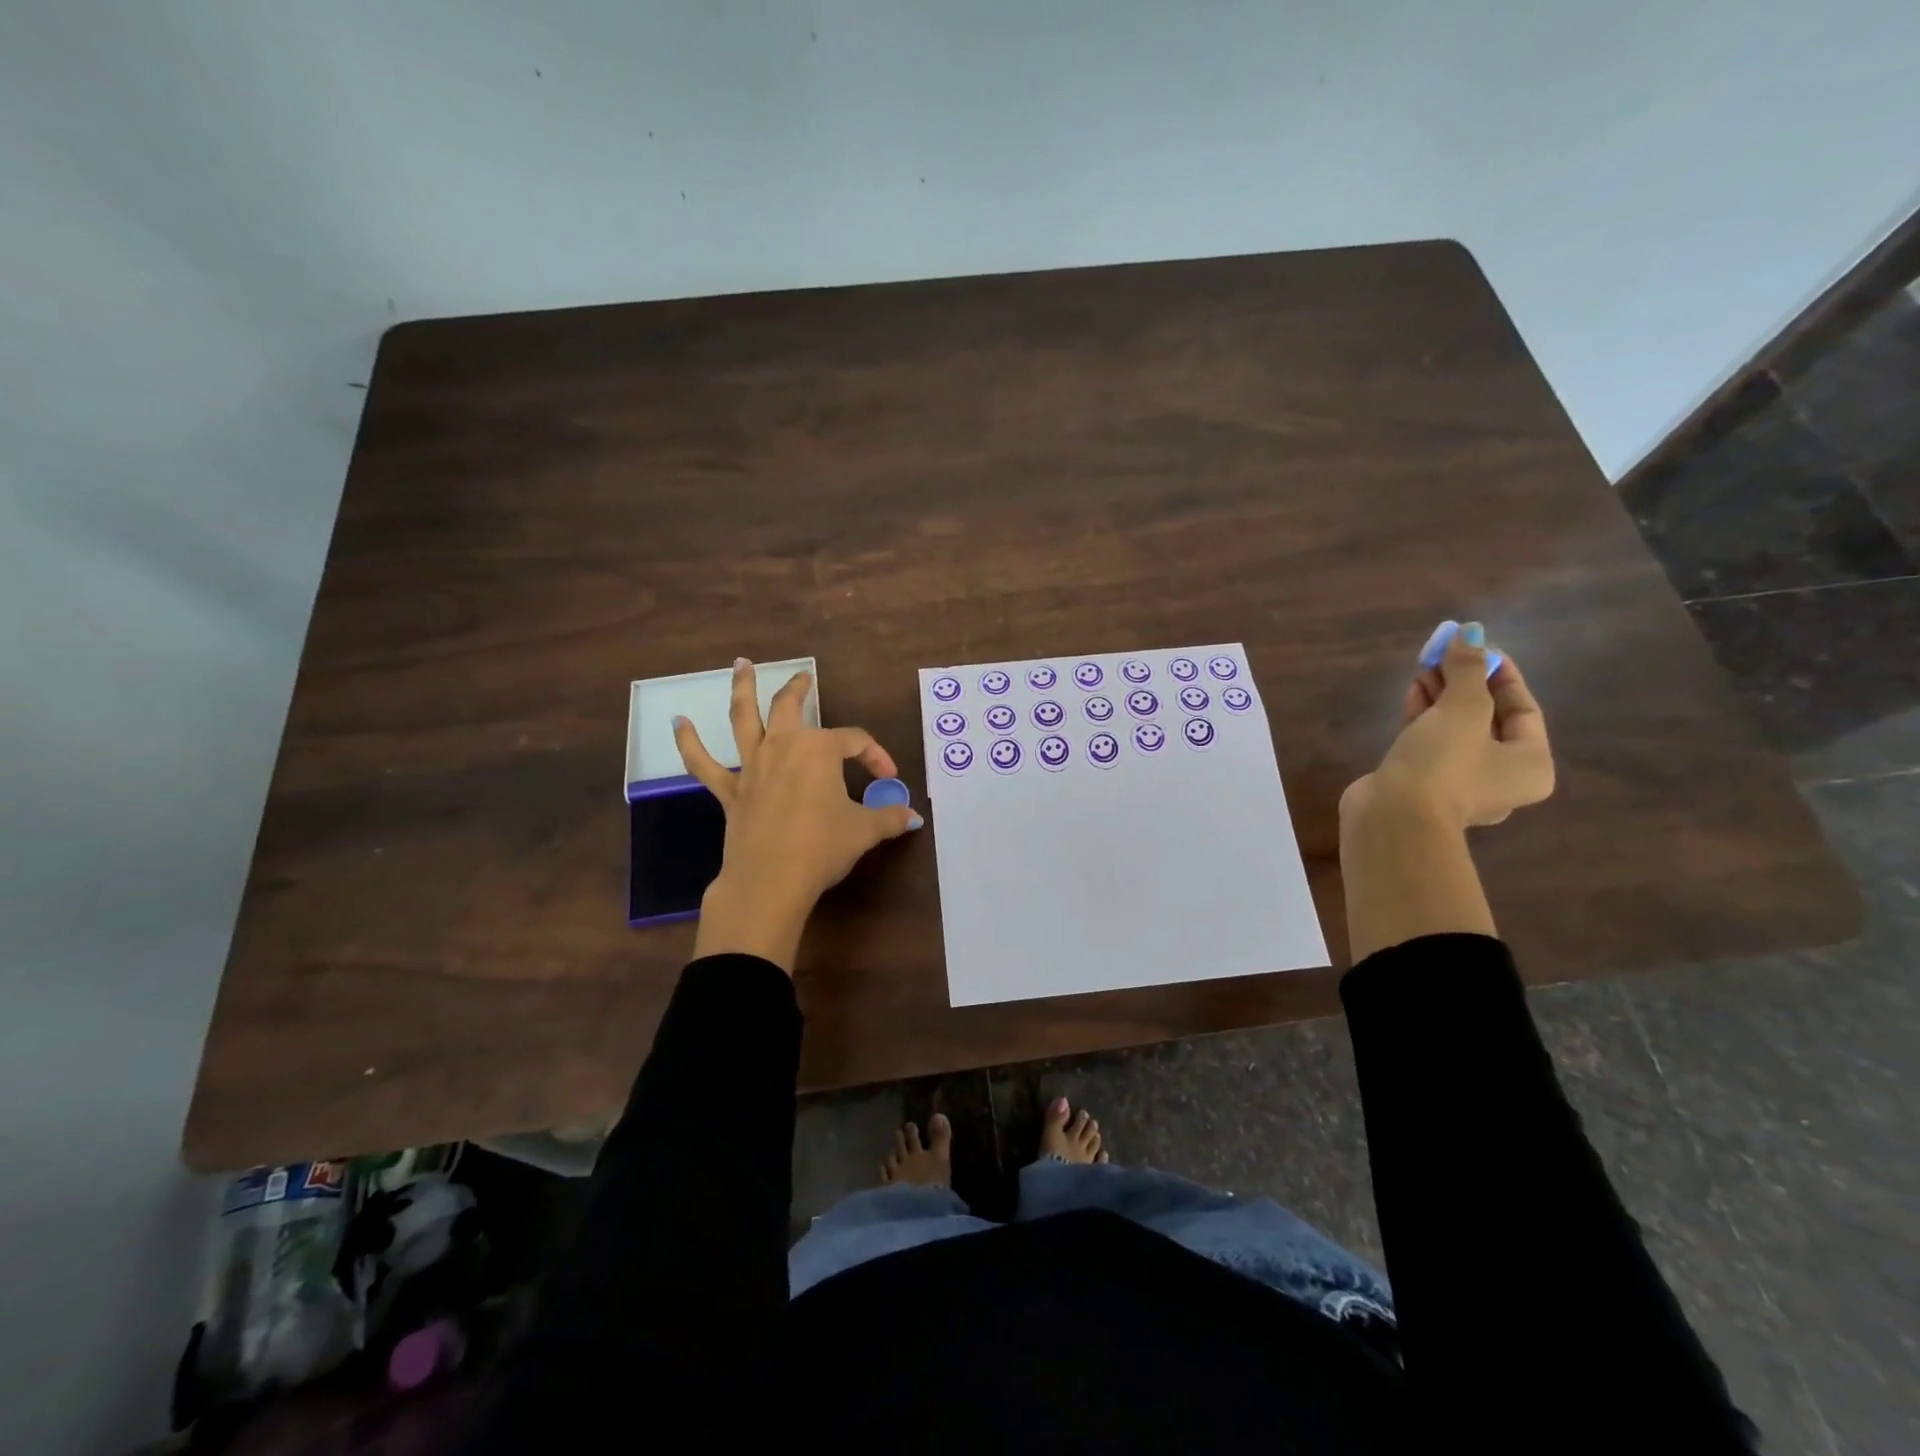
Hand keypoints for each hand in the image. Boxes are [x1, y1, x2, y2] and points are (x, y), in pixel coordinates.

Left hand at [674, 660, 921, 970]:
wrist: (771, 880)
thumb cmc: (823, 847)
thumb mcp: (864, 831)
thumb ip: (889, 818)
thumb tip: (913, 817)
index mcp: (820, 750)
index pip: (855, 742)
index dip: (876, 756)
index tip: (889, 779)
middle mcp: (783, 747)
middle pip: (790, 707)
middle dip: (799, 688)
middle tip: (804, 676)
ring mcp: (752, 766)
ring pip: (744, 718)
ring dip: (742, 689)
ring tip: (740, 665)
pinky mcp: (729, 791)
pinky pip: (704, 763)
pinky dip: (688, 743)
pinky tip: (677, 723)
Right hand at [1342, 622, 1553, 832]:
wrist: (1393, 817)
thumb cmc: (1443, 763)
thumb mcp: (1462, 709)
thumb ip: (1468, 669)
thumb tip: (1469, 631)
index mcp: (1530, 764)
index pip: (1523, 708)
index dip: (1500, 673)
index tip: (1476, 646)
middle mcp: (1500, 776)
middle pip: (1488, 718)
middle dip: (1466, 682)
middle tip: (1444, 654)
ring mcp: (1458, 782)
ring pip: (1455, 729)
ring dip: (1442, 696)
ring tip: (1424, 667)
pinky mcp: (1422, 783)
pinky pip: (1430, 742)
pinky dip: (1424, 717)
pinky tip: (1413, 692)